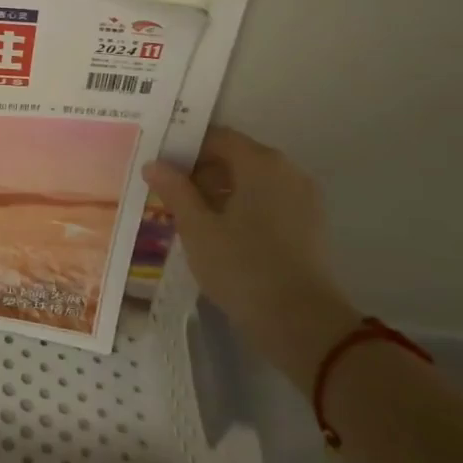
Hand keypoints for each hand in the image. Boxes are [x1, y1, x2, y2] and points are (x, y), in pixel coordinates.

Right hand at [143, 127, 361, 387]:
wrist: (302, 324)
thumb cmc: (242, 266)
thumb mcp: (197, 227)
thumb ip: (174, 190)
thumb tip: (154, 164)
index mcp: (260, 162)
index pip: (217, 137)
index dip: (184, 148)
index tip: (159, 168)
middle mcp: (286, 170)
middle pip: (236, 157)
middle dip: (201, 172)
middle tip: (168, 196)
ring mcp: (303, 198)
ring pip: (252, 182)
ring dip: (220, 192)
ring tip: (190, 219)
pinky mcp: (309, 226)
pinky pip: (268, 203)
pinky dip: (242, 209)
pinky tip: (220, 235)